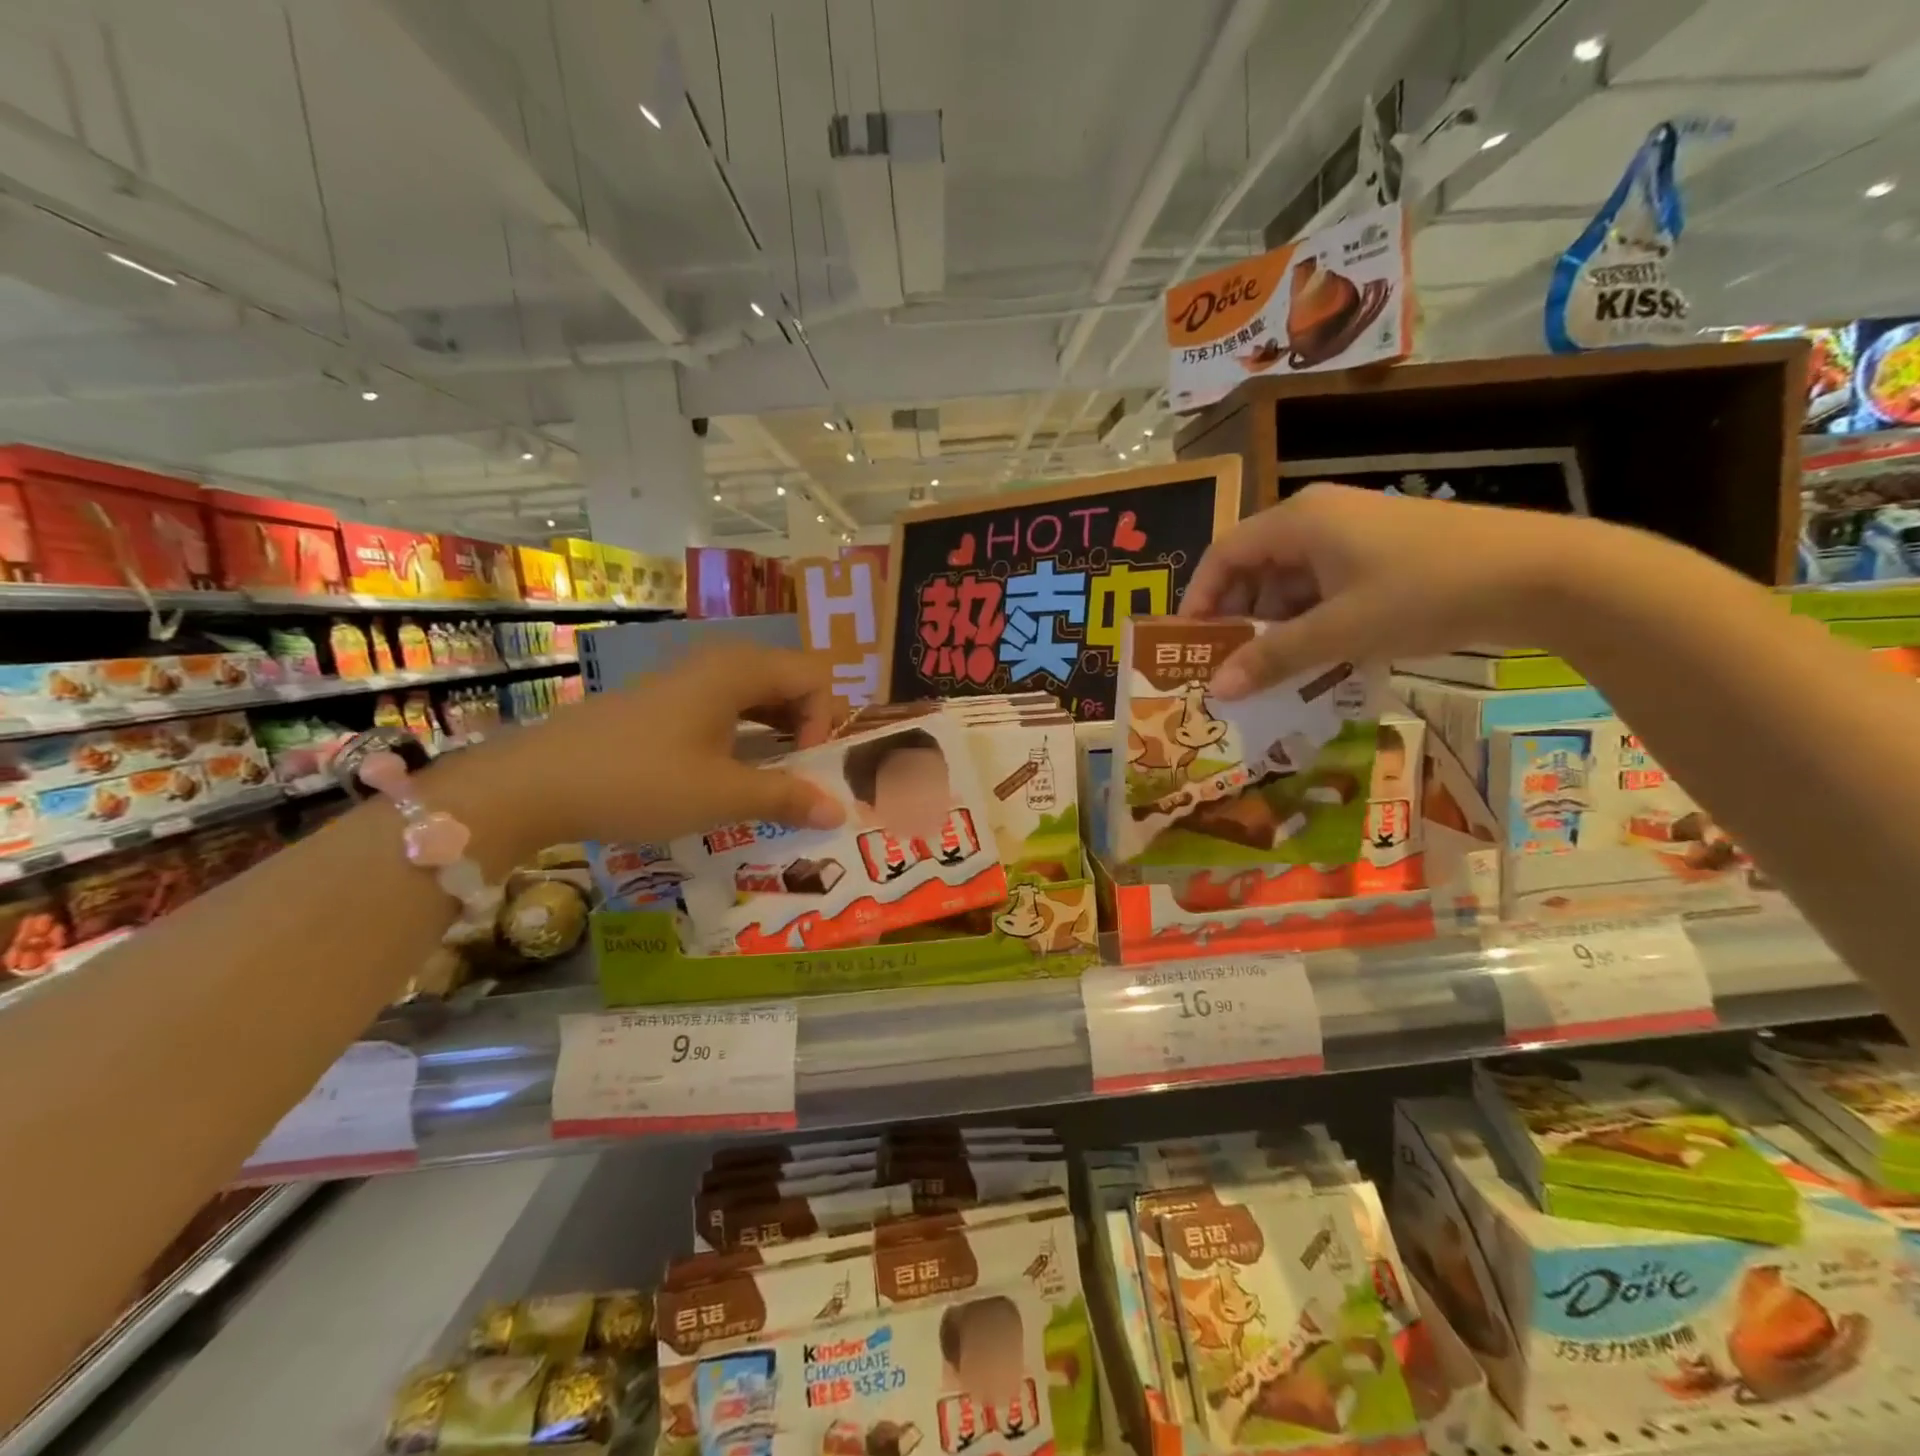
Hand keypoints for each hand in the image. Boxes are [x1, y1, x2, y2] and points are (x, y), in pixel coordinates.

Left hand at [450, 643, 847, 854]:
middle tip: (798, 773)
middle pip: (788, 679)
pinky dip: (743, 733)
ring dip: (775, 731)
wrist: (532, 783)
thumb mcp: (721, 795)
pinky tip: (727, 770)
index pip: (815, 676)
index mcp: (738, 671)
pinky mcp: (661, 701)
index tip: (804, 766)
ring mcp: (685, 679)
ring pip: (754, 693)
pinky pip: (723, 705)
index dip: (823, 720)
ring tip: (771, 777)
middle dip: (805, 725)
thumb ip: (787, 798)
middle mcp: (716, 663)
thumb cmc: (639, 782)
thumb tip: (840, 810)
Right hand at [1181, 484, 1594, 696]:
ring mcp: (1353, 534)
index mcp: (1298, 521)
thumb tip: (1216, 689)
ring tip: (1273, 673)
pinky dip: (1312, 622)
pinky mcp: (1381, 554)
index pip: (1223, 553)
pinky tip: (1318, 659)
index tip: (1190, 645)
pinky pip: (1324, 588)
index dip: (1200, 599)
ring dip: (1276, 626)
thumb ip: (1272, 658)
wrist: (1541, 574)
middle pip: (1254, 568)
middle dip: (1239, 618)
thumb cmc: (1423, 592)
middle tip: (1230, 667)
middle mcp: (1318, 518)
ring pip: (1291, 582)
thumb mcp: (1338, 631)